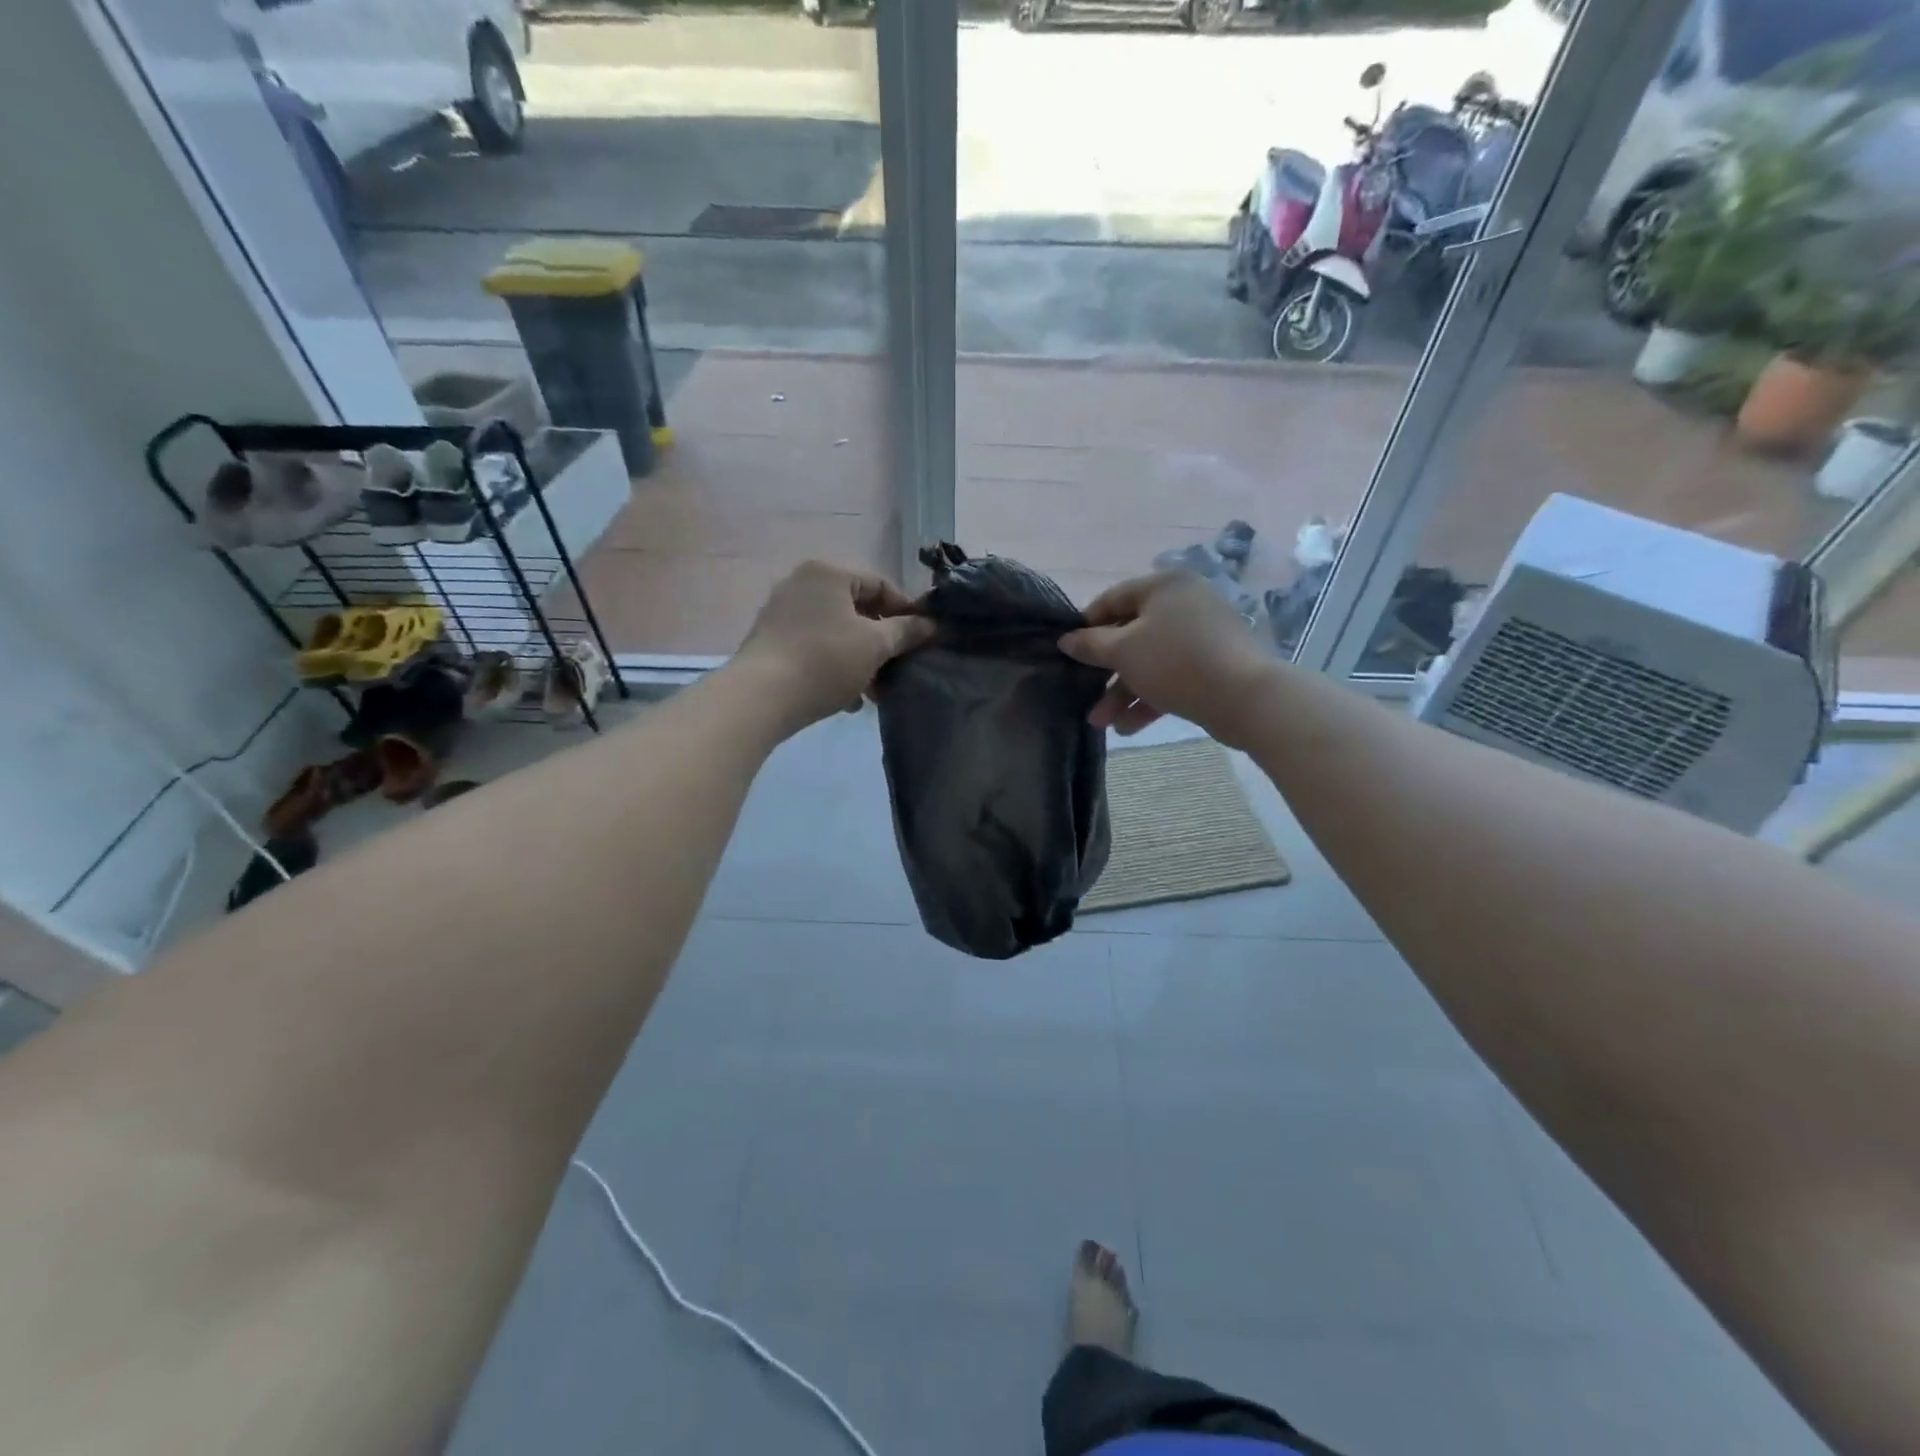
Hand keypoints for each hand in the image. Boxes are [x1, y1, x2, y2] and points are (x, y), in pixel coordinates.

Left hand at [735, 561, 933, 735]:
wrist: (761, 697)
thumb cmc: (825, 660)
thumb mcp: (875, 645)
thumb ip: (906, 632)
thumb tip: (932, 625)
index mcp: (828, 573)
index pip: (880, 584)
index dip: (907, 611)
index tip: (923, 640)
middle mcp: (802, 584)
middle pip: (857, 610)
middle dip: (882, 643)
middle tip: (899, 669)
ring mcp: (782, 612)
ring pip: (837, 633)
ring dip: (861, 660)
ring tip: (874, 693)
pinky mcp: (771, 641)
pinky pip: (815, 648)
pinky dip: (835, 667)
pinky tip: (847, 699)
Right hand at [1059, 571, 1274, 744]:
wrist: (1245, 697)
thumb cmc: (1175, 662)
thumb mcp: (1123, 651)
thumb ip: (1091, 645)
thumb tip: (1067, 640)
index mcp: (1164, 587)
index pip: (1112, 599)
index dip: (1086, 625)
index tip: (1067, 652)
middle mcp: (1184, 604)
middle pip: (1131, 634)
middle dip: (1105, 672)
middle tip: (1083, 693)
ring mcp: (1202, 636)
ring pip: (1150, 661)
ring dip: (1123, 692)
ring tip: (1101, 723)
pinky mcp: (1213, 666)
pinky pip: (1172, 677)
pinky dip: (1149, 698)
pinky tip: (1128, 728)